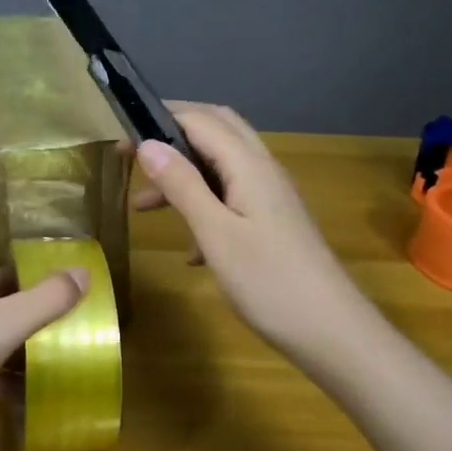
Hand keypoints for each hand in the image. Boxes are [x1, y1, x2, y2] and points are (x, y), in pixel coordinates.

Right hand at [134, 103, 364, 356]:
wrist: (332, 332)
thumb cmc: (269, 281)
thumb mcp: (215, 233)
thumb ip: (182, 185)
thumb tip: (148, 144)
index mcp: (248, 164)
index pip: (199, 119)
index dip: (159, 119)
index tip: (120, 135)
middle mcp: (262, 169)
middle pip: (215, 130)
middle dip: (172, 134)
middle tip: (133, 153)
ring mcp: (271, 195)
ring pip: (220, 165)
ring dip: (183, 175)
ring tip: (144, 206)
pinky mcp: (273, 221)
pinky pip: (231, 196)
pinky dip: (203, 204)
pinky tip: (190, 249)